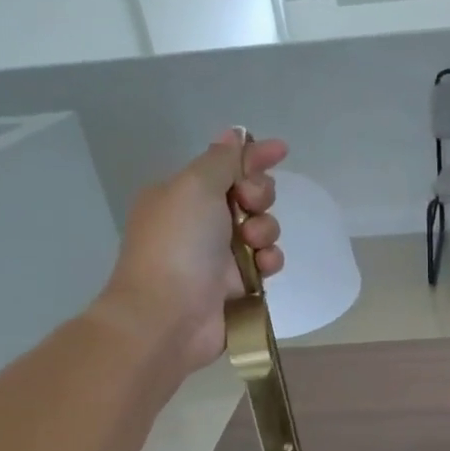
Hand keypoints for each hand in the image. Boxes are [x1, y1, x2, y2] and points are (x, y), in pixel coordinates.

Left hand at [92, 130, 286, 367]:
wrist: (168, 316)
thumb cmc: (177, 245)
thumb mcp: (195, 187)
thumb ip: (221, 161)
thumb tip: (234, 135)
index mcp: (183, 194)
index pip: (225, 165)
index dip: (253, 156)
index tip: (281, 150)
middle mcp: (201, 222)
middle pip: (249, 196)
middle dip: (259, 196)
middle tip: (249, 205)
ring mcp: (219, 256)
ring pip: (262, 230)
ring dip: (266, 231)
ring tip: (253, 245)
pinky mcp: (238, 286)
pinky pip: (266, 263)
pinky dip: (269, 262)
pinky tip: (261, 269)